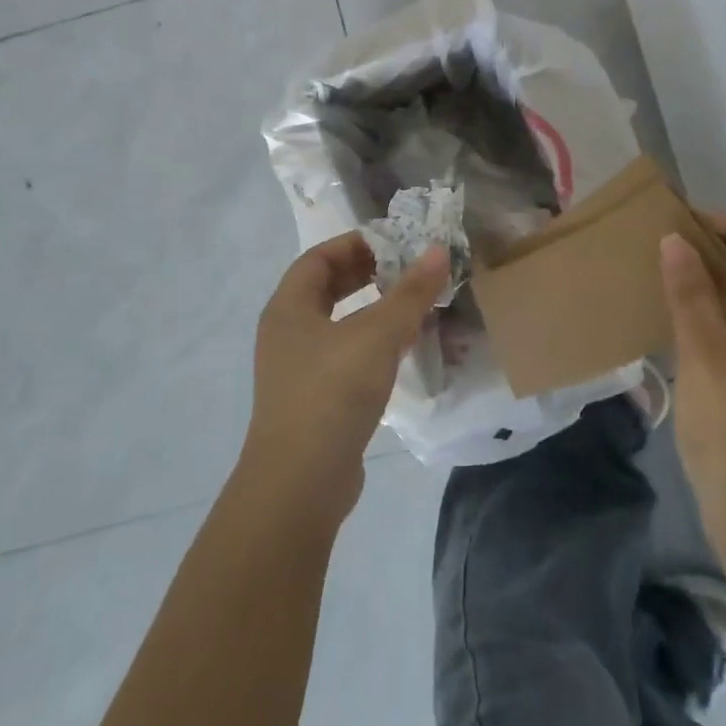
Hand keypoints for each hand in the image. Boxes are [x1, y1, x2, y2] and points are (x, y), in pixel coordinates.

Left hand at [242, 234, 449, 526]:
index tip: (394, 242)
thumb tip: (438, 250)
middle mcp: (286, 333)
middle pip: (326, 289)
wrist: (300, 483)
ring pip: (336, 325)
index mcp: (288, 308)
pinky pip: (343, 357)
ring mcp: (297, 370)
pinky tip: (400, 353)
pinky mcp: (313, 402)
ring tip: (411, 307)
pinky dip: (370, 345)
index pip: (318, 258)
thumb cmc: (333, 392)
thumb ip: (410, 293)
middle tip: (407, 270)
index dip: (355, 244)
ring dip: (371, 311)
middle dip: (366, 275)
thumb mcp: (377, 335)